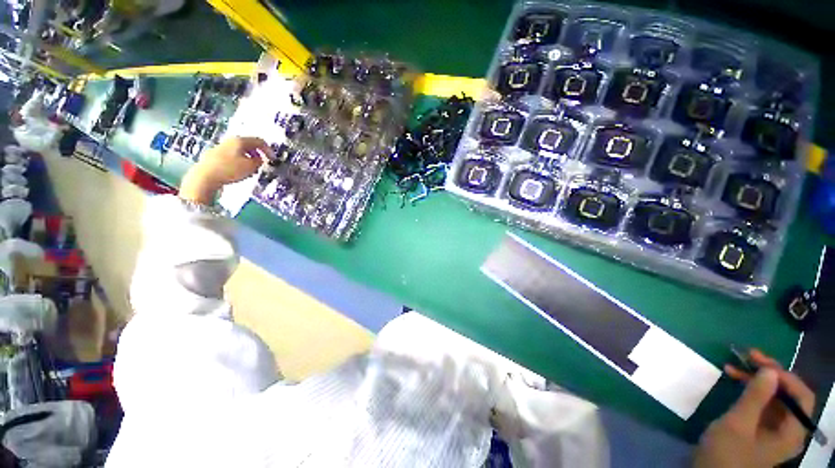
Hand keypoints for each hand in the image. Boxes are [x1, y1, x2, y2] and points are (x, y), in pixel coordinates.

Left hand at [179, 137, 272, 204]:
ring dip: (248, 157)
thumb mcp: (251, 167)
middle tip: (263, 163)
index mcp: (240, 141)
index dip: (269, 150)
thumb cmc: (231, 169)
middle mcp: (230, 141)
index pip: (259, 141)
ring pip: (239, 150)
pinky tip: (238, 170)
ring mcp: (220, 147)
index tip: (273, 159)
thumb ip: (259, 162)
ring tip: (251, 168)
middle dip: (258, 153)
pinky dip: (238, 160)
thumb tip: (260, 159)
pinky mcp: (213, 155)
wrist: (204, 176)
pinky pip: (231, 155)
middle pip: (248, 144)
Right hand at [693, 349, 814, 467]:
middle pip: (788, 394)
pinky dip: (750, 388)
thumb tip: (770, 370)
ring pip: (773, 396)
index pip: (801, 397)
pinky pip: (762, 402)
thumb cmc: (727, 453)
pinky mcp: (759, 427)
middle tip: (747, 356)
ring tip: (736, 364)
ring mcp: (773, 429)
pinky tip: (735, 378)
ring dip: (756, 378)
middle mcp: (788, 429)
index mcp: (792, 433)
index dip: (785, 377)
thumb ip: (756, 398)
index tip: (761, 362)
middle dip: (768, 373)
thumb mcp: (738, 425)